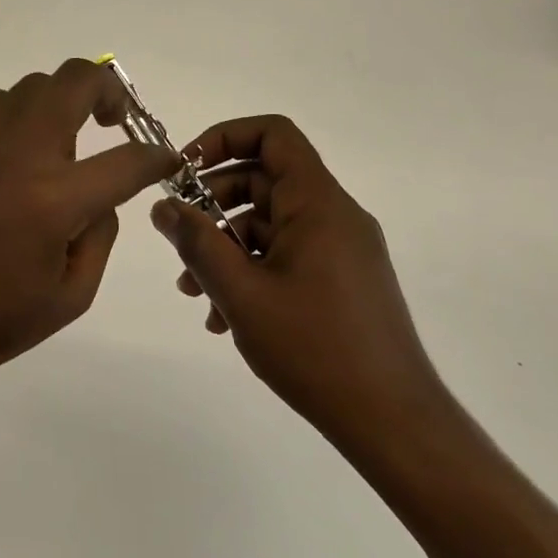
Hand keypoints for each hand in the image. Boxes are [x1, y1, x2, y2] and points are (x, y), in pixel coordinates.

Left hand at [0, 58, 178, 399]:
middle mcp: (20, 154)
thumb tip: (102, 194)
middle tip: (115, 123)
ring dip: (63, 102)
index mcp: (55, 200)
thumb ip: (101, 234)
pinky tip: (19, 152)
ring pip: (36, 84)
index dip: (156, 157)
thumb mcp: (72, 296)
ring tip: (63, 144)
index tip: (164, 159)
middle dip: (111, 93)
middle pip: (77, 80)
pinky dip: (23, 113)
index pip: (126, 160)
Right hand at [149, 114, 448, 448]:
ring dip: (227, 248)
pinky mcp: (342, 280)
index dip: (224, 138)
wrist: (394, 423)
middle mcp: (334, 215)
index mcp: (318, 202)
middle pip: (264, 180)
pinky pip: (288, 256)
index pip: (273, 135)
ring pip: (270, 225)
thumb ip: (198, 244)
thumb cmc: (316, 349)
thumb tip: (163, 207)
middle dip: (213, 205)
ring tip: (194, 292)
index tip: (185, 171)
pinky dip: (253, 272)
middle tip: (179, 240)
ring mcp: (341, 249)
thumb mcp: (242, 294)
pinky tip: (224, 317)